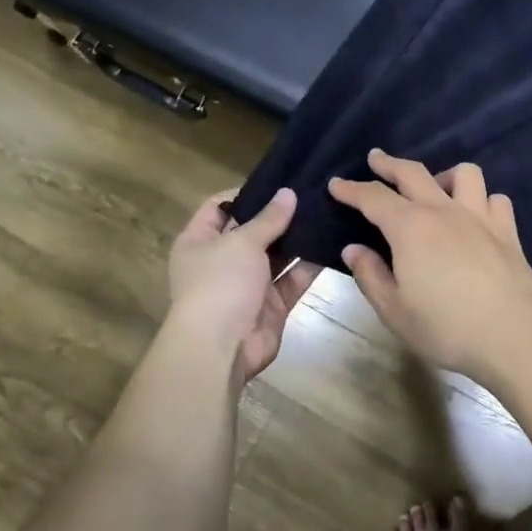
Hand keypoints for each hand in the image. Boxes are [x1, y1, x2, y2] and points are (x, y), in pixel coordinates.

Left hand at [166, 187, 318, 380]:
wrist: (220, 349)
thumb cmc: (219, 284)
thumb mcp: (241, 242)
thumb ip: (268, 218)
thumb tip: (288, 193)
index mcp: (199, 241)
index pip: (218, 207)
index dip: (244, 193)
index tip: (277, 182)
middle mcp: (221, 261)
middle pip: (252, 231)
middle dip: (279, 215)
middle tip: (312, 193)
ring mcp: (247, 285)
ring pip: (277, 256)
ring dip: (298, 239)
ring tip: (327, 212)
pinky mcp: (271, 306)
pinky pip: (292, 280)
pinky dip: (309, 266)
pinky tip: (333, 244)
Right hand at [329, 150, 531, 382]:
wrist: (513, 335)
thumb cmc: (446, 327)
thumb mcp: (394, 310)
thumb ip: (370, 275)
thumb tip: (353, 249)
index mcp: (409, 228)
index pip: (373, 197)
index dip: (351, 189)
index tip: (335, 184)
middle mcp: (443, 211)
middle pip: (413, 173)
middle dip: (389, 164)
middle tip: (375, 159)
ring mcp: (480, 217)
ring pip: (463, 174)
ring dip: (443, 175)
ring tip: (436, 189)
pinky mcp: (508, 232)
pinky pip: (495, 200)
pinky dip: (482, 200)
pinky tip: (476, 216)